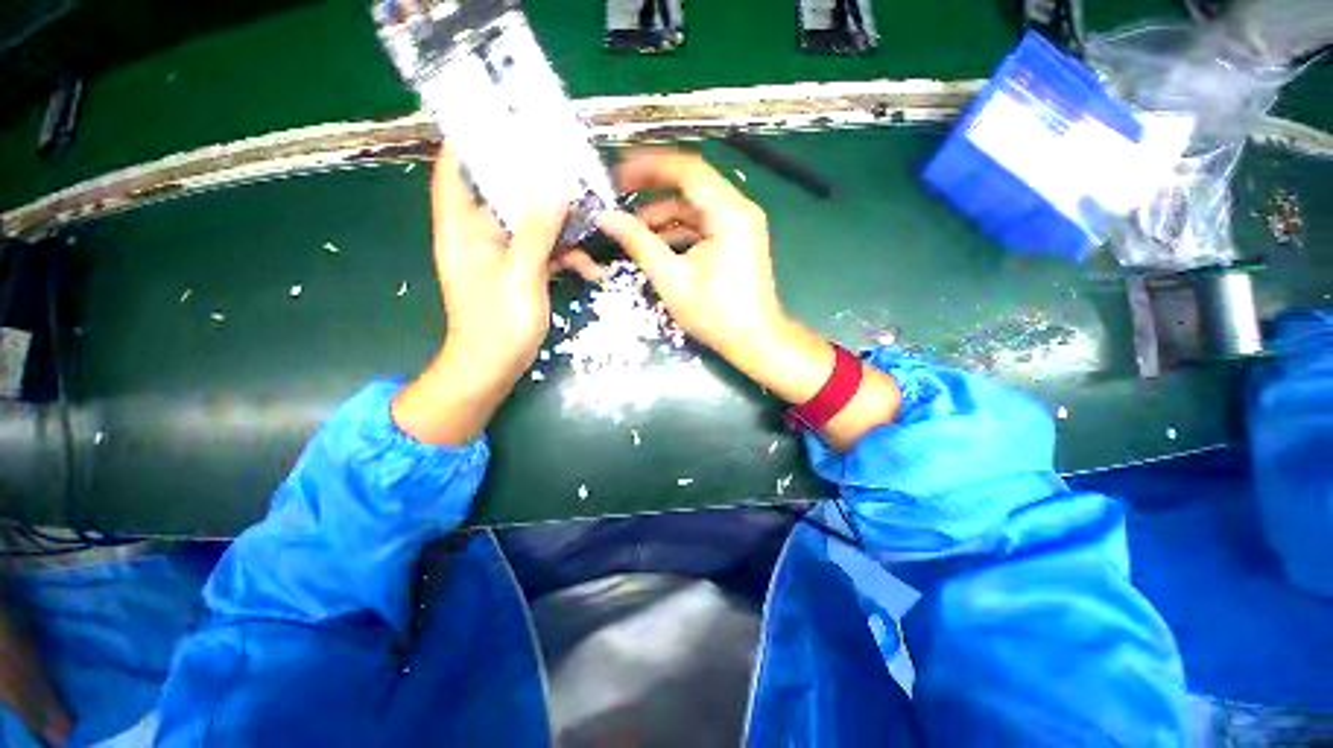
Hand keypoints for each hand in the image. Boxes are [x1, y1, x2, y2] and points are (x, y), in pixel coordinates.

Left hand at [394, 146, 597, 445]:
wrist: (492, 369)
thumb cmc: (498, 324)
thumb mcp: (521, 274)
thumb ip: (536, 231)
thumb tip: (553, 188)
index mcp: (462, 230)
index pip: (455, 172)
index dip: (472, 143)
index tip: (503, 125)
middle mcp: (478, 237)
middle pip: (501, 195)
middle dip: (534, 182)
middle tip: (567, 168)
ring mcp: (500, 256)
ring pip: (528, 225)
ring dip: (560, 227)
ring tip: (591, 225)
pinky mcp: (518, 273)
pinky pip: (541, 253)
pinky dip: (563, 257)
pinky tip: (589, 270)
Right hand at [595, 150, 783, 358]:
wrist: (755, 340)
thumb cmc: (716, 314)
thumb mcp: (672, 279)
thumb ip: (639, 243)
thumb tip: (607, 217)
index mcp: (728, 213)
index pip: (687, 170)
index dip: (649, 167)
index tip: (619, 176)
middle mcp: (739, 210)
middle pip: (692, 185)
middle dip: (654, 190)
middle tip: (620, 198)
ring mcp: (741, 225)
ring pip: (696, 206)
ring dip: (665, 214)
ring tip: (633, 228)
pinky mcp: (738, 240)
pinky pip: (704, 224)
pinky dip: (680, 229)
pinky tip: (657, 243)